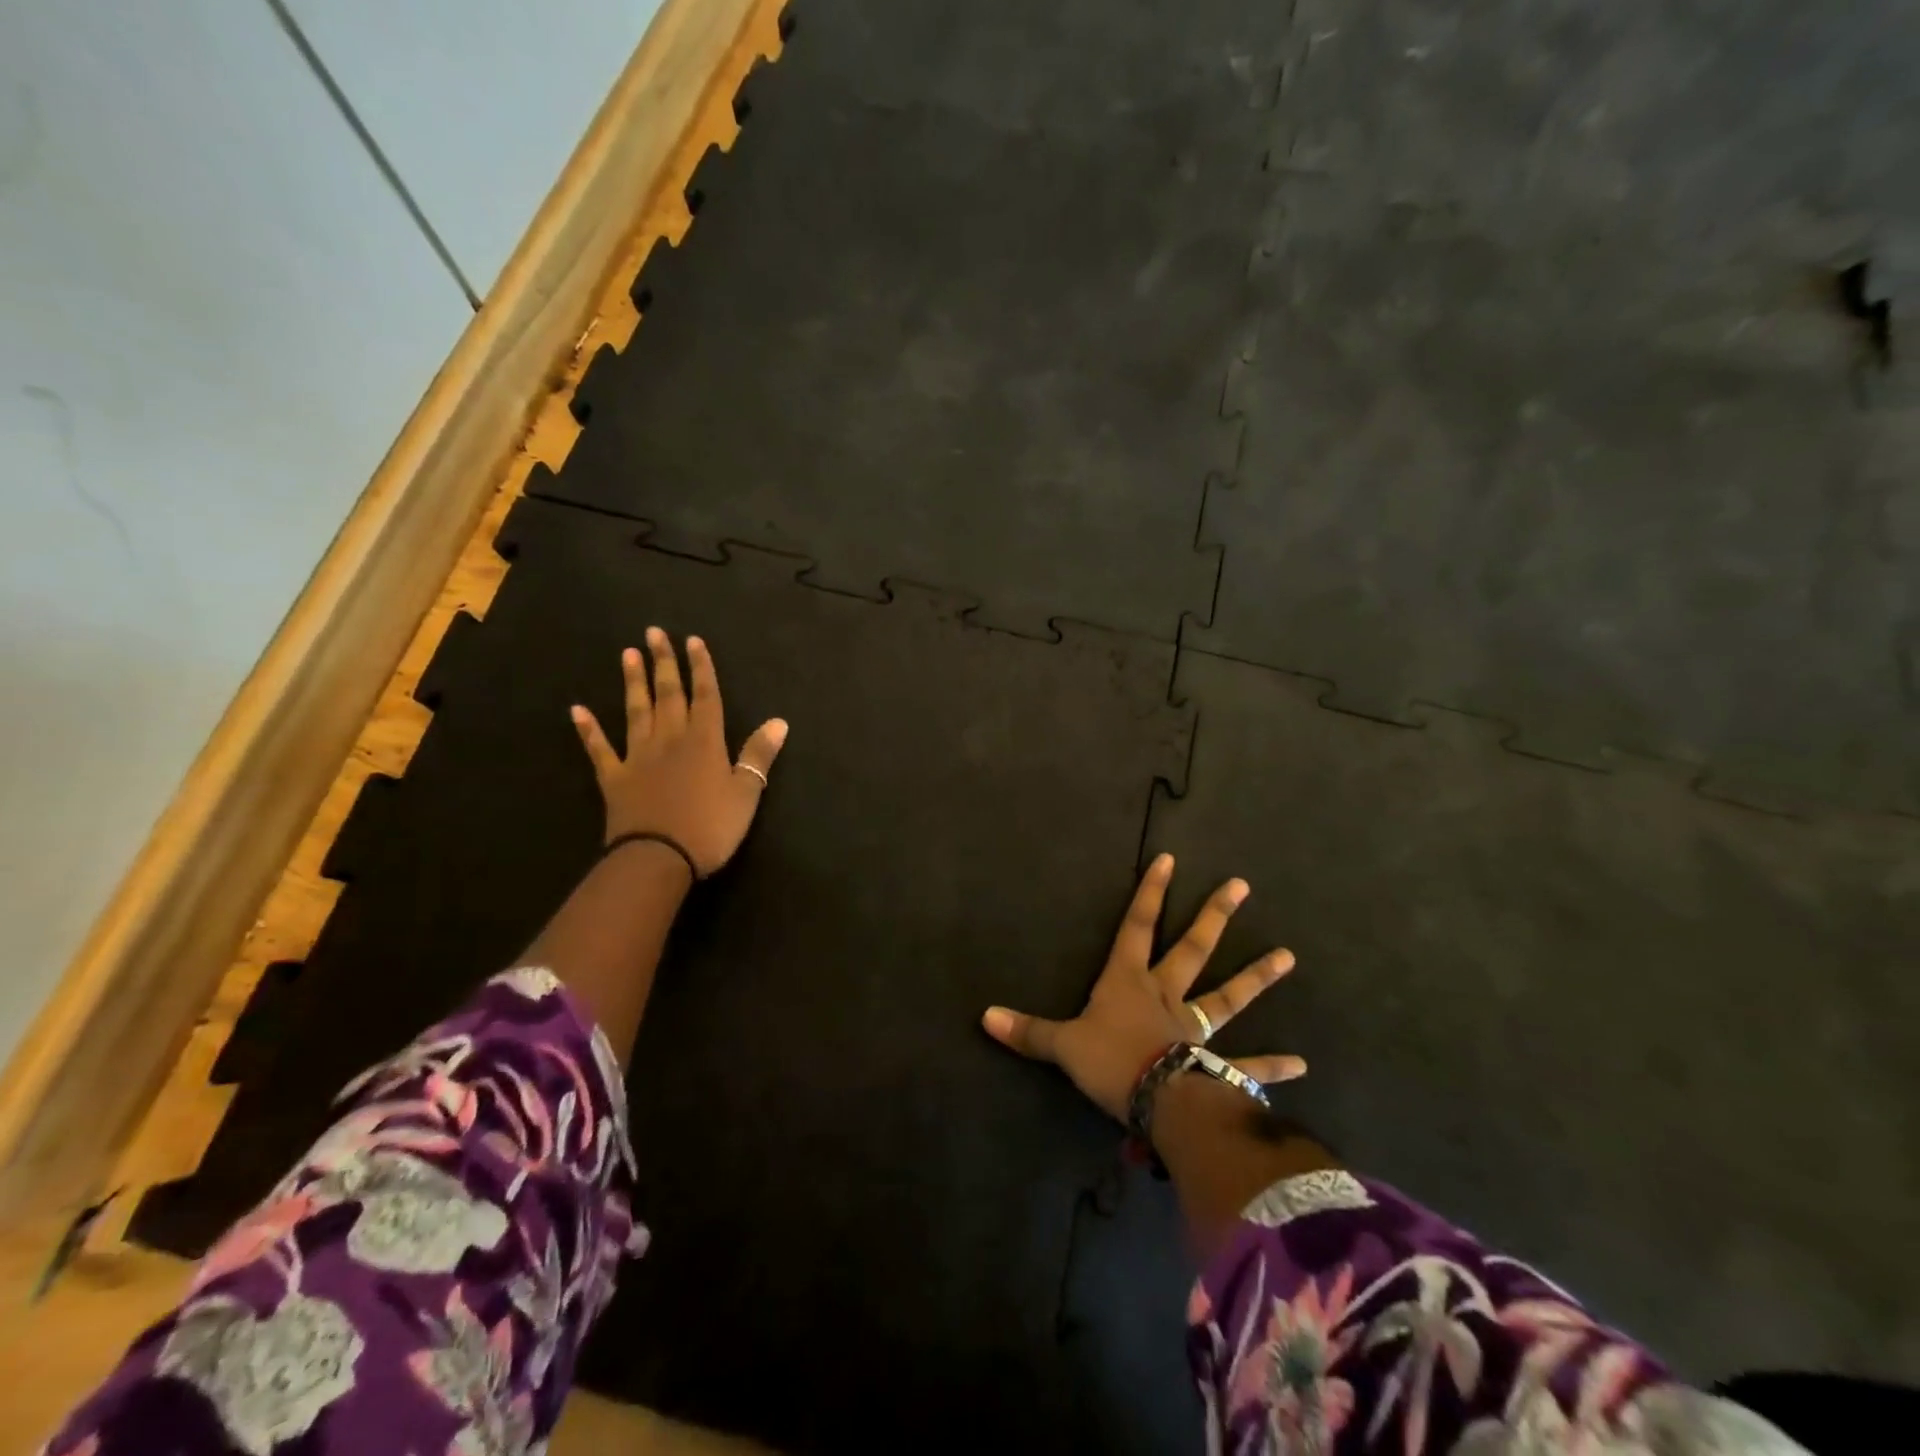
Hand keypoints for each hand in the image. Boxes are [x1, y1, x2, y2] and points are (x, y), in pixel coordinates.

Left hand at [570, 628, 787, 875]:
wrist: (658, 858)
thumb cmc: (710, 827)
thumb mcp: (746, 793)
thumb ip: (759, 755)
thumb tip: (779, 721)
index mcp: (705, 742)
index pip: (705, 696)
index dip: (701, 668)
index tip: (693, 640)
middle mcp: (670, 740)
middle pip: (668, 694)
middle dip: (664, 663)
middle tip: (654, 633)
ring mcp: (638, 757)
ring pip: (636, 712)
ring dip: (633, 683)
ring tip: (628, 655)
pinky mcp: (614, 778)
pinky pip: (599, 749)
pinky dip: (588, 729)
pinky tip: (577, 710)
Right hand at [981, 853, 1305, 1120]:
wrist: (1157, 1103)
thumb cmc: (1110, 1062)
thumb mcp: (1062, 1045)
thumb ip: (1027, 1032)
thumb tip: (984, 1016)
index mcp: (1129, 982)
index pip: (1137, 927)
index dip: (1150, 892)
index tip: (1169, 859)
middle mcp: (1167, 996)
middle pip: (1192, 948)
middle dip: (1214, 915)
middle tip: (1242, 886)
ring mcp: (1196, 1029)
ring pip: (1229, 996)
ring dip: (1257, 977)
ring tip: (1288, 956)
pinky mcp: (1216, 1065)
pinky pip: (1249, 1064)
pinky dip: (1274, 1065)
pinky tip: (1302, 1062)